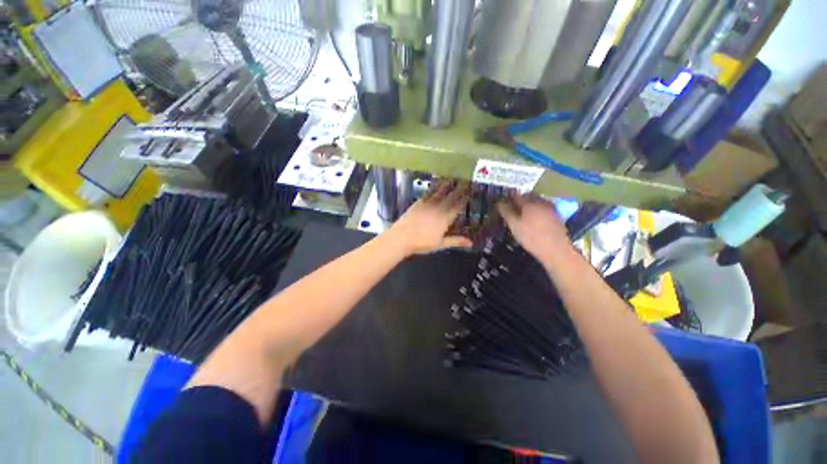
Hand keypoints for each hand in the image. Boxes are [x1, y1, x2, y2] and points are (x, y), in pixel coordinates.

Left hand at [385, 181, 472, 255]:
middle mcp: (438, 208)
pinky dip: (435, 186)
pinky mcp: (419, 202)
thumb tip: (470, 242)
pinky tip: (438, 183)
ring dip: (448, 184)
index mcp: (445, 218)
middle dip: (460, 188)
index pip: (458, 206)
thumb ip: (456, 241)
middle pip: (451, 196)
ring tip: (454, 177)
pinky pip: (429, 192)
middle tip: (466, 180)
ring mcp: (428, 203)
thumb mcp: (440, 244)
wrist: (401, 237)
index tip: (471, 190)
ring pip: (440, 191)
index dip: (465, 198)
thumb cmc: (422, 243)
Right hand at [497, 195, 570, 260]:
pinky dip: (536, 211)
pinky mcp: (556, 216)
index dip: (507, 198)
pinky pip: (542, 208)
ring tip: (520, 214)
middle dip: (518, 200)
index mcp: (529, 202)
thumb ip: (506, 212)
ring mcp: (550, 208)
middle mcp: (541, 202)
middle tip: (510, 209)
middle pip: (527, 196)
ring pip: (536, 202)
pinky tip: (533, 220)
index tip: (501, 204)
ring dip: (527, 205)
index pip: (515, 195)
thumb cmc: (532, 237)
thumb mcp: (514, 225)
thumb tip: (499, 202)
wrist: (556, 250)